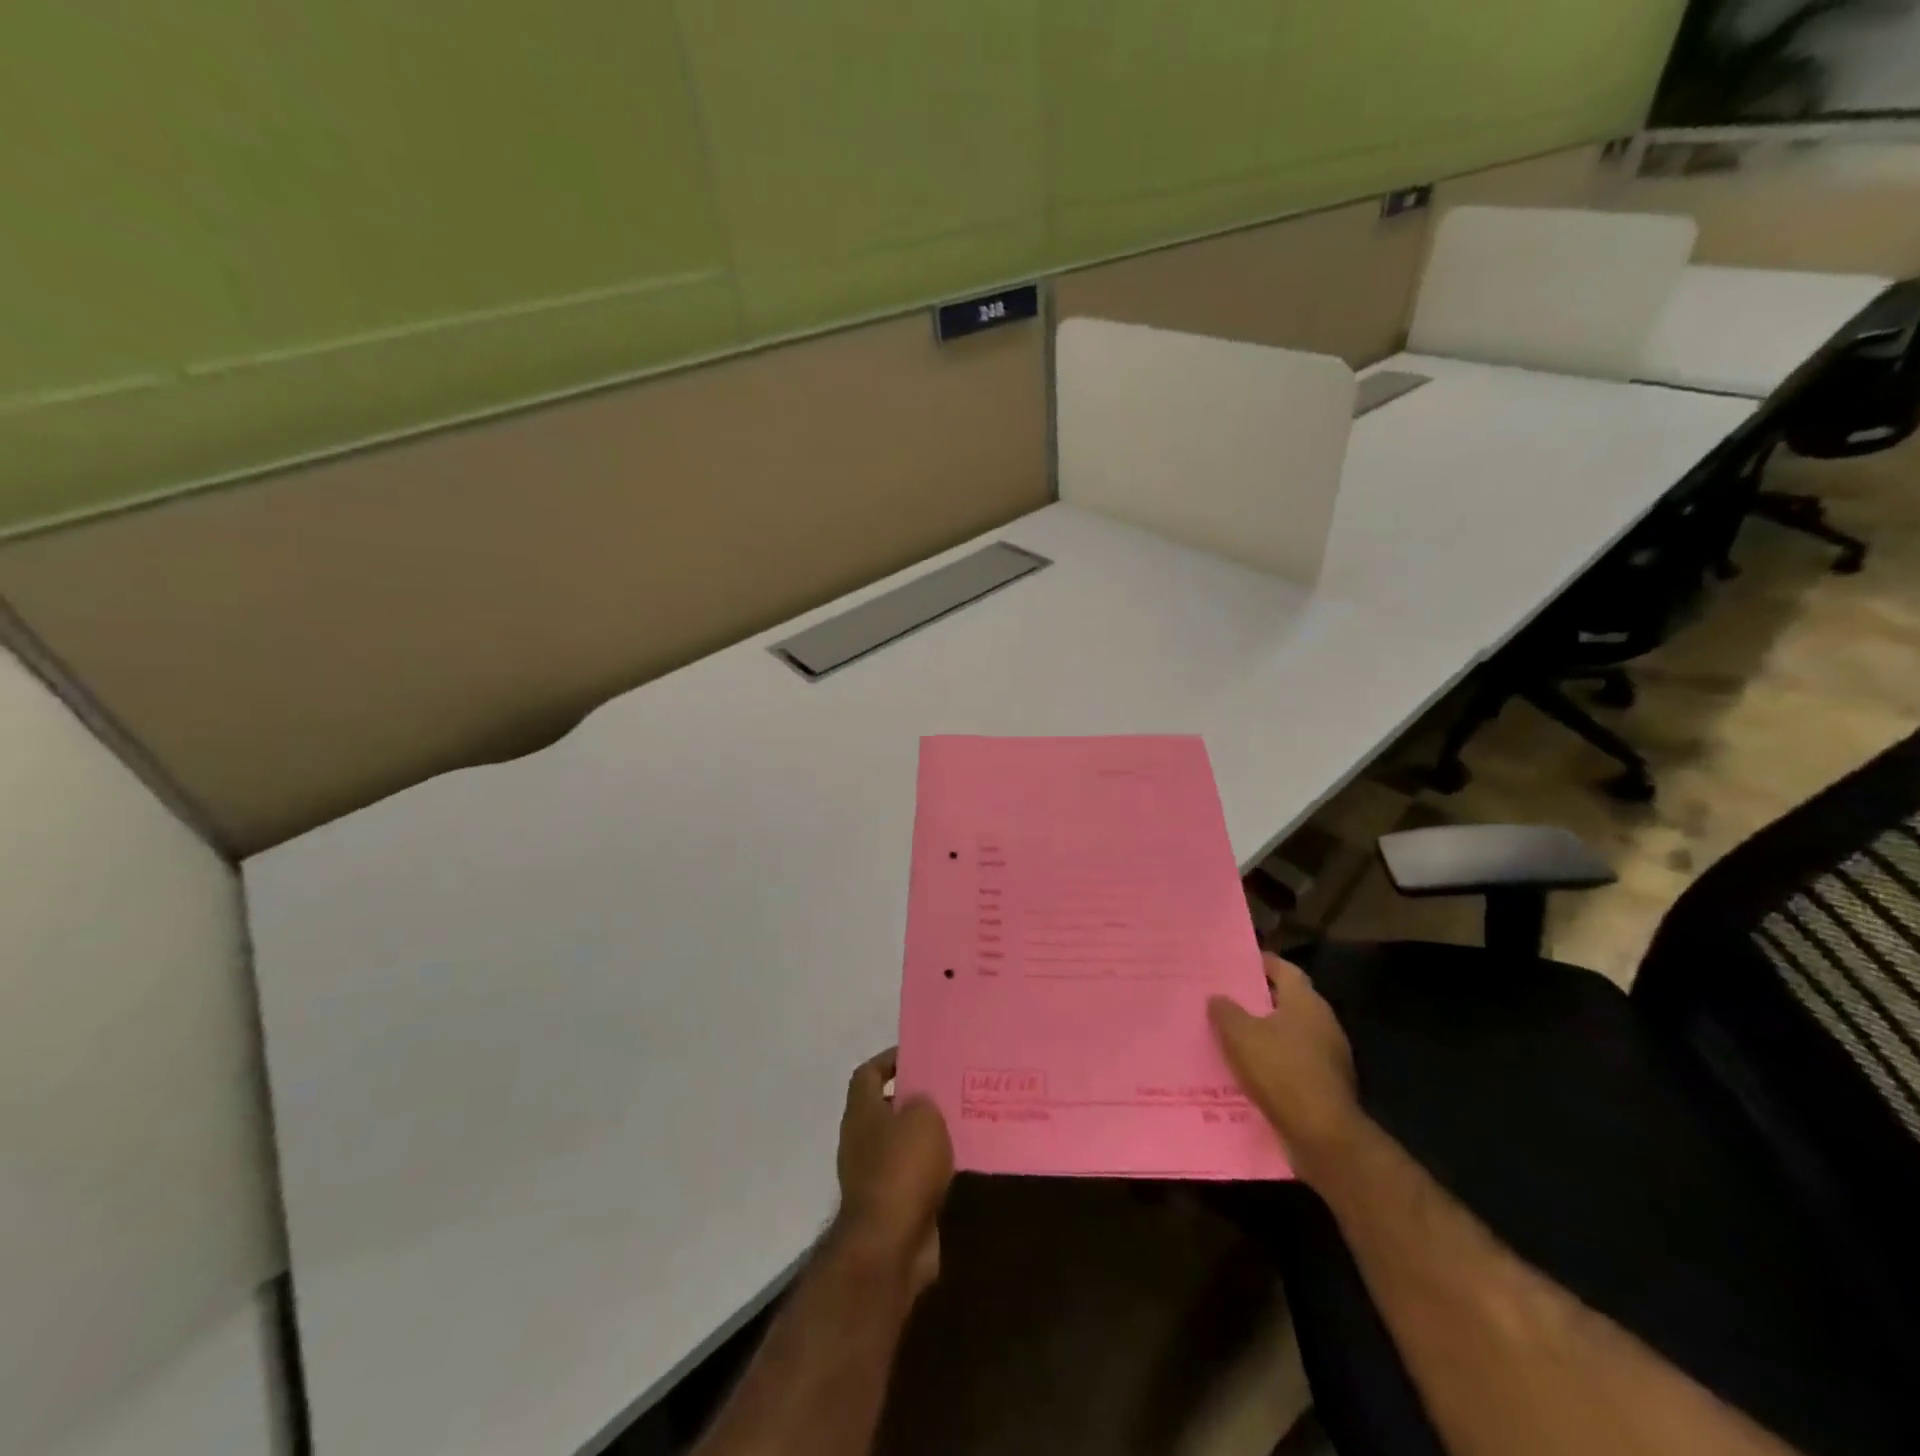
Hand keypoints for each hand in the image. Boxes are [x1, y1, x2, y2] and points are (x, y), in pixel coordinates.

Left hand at [834, 1049, 953, 1294]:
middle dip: (913, 1098)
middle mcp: (860, 1140)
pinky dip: (930, 1169)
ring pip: (901, 1144)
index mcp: (861, 1112)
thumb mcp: (923, 1118)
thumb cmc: (902, 1168)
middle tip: (947, 1089)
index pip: (868, 1073)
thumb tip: (920, 1104)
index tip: (919, 1055)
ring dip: (924, 1136)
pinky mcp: (891, 1206)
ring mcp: (872, 1176)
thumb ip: (924, 1101)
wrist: (890, 1245)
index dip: (890, 1060)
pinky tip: (957, 1162)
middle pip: (885, 1108)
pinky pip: (912, 1176)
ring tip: (958, 1123)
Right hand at [1209, 954, 1362, 1178]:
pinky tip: (1248, 1070)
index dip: (1261, 963)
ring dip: (1265, 1033)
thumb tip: (1217, 998)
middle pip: (1288, 1001)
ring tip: (1231, 1034)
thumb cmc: (1281, 1071)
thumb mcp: (1240, 1035)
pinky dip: (1273, 1061)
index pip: (1284, 969)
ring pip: (1290, 1033)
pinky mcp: (1326, 1085)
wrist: (1323, 1136)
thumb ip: (1226, 1011)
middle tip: (1226, 997)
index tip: (1236, 962)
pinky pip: (1294, 1062)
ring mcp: (1329, 1056)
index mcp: (1306, 1002)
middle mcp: (1323, 1023)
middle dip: (1259, 999)